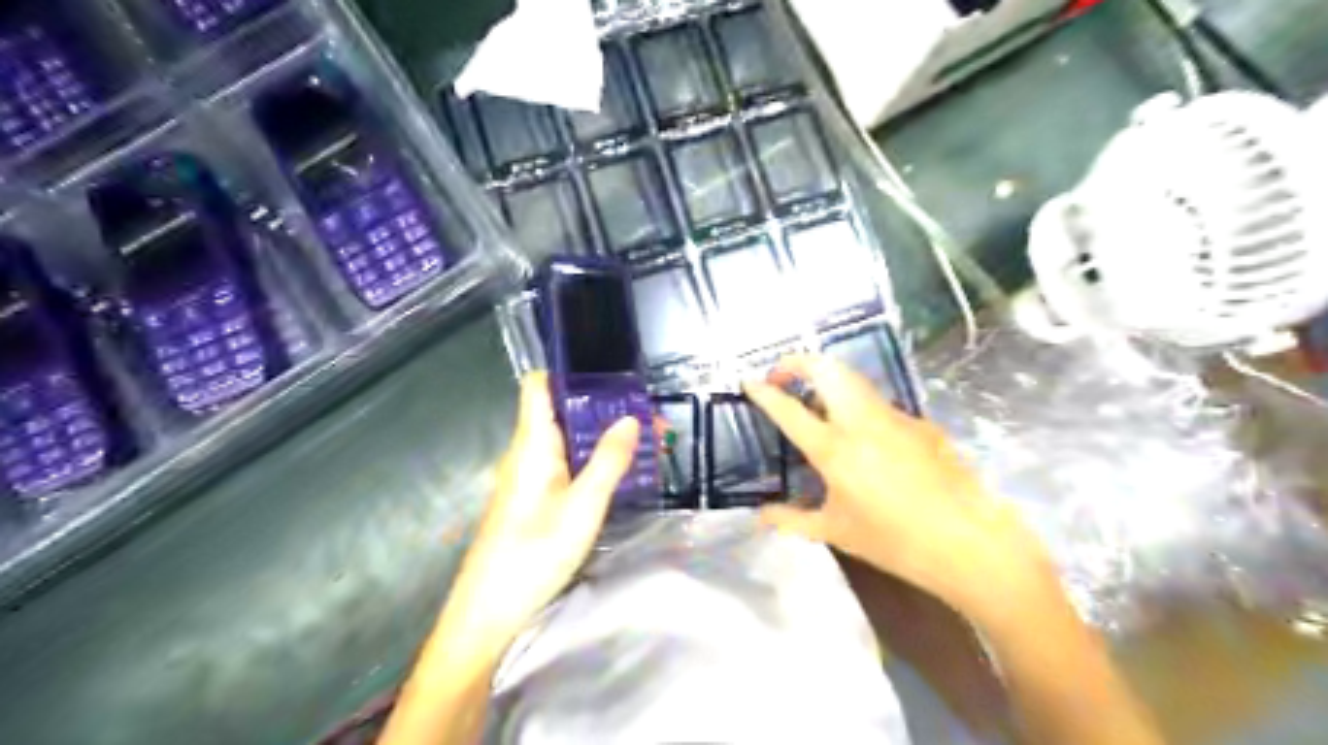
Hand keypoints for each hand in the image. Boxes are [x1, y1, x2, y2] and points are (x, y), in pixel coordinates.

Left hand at [440, 372, 640, 652]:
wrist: (489, 613)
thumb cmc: (533, 555)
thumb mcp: (582, 507)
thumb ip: (608, 461)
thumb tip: (629, 419)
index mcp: (532, 444)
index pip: (539, 385)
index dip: (569, 369)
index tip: (609, 369)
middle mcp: (526, 453)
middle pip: (562, 412)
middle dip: (604, 408)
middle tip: (648, 414)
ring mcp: (528, 477)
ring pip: (566, 441)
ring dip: (602, 436)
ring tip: (645, 439)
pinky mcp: (533, 499)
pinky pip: (565, 465)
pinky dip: (592, 459)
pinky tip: (619, 472)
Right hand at [746, 355, 1059, 623]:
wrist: (970, 543)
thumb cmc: (895, 542)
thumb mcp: (836, 532)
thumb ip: (792, 520)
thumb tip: (761, 516)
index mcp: (835, 449)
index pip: (789, 409)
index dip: (764, 392)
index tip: (748, 381)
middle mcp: (862, 421)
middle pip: (826, 368)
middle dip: (797, 361)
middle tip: (782, 375)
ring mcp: (895, 417)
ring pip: (854, 379)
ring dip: (828, 378)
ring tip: (814, 399)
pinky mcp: (920, 423)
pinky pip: (879, 404)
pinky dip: (857, 405)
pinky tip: (863, 437)